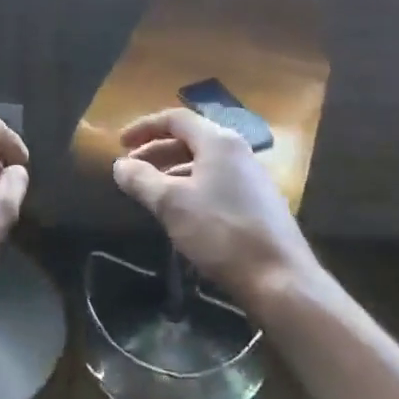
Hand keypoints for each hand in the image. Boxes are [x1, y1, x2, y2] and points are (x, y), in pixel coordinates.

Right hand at [111, 108, 313, 306]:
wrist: (280, 279)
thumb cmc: (221, 232)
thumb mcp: (171, 204)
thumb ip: (141, 179)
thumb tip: (119, 165)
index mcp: (219, 142)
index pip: (175, 119)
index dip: (144, 127)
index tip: (120, 144)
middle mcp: (238, 152)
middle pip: (190, 139)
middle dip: (156, 151)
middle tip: (130, 169)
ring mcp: (251, 178)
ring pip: (203, 163)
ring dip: (172, 171)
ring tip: (149, 192)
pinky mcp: (258, 203)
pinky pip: (216, 182)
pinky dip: (191, 187)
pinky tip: (180, 212)